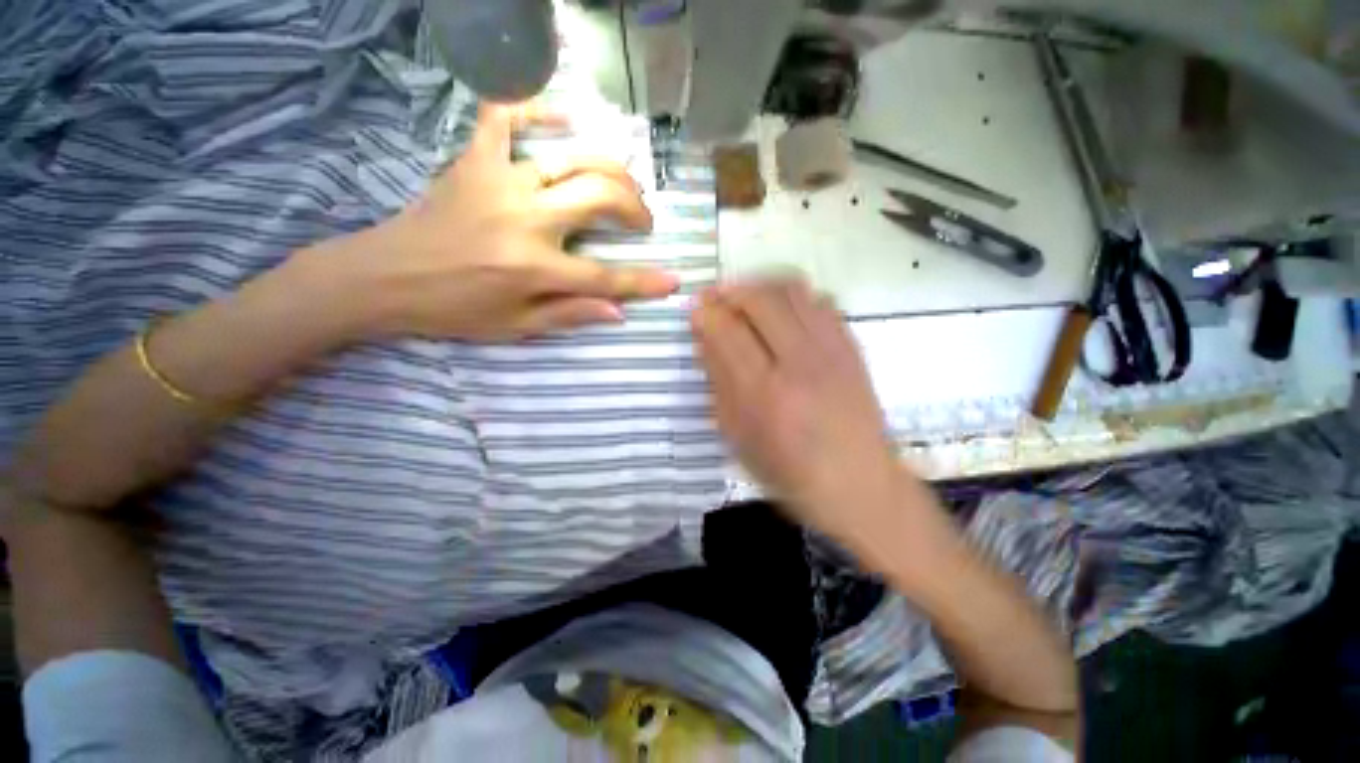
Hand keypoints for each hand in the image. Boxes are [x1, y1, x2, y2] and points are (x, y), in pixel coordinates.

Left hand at [335, 102, 677, 341]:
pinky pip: (506, 117)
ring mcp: (499, 182)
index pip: (605, 277)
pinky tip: (565, 116)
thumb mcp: (516, 327)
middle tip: (642, 221)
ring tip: (623, 183)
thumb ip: (569, 315)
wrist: (385, 277)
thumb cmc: (455, 310)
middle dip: (634, 209)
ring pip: (571, 159)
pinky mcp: (474, 161)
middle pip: (599, 199)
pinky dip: (536, 107)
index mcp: (535, 268)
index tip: (673, 281)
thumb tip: (618, 311)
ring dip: (610, 169)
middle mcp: (526, 220)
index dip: (644, 282)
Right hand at [691, 278, 916, 545]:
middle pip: (760, 299)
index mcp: (764, 393)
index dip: (706, 313)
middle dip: (731, 290)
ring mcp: (831, 351)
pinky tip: (784, 311)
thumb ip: (720, 383)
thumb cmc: (788, 470)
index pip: (727, 331)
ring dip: (762, 285)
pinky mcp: (852, 347)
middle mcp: (799, 363)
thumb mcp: (738, 436)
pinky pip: (821, 300)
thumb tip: (705, 339)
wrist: (859, 484)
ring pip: (793, 290)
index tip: (696, 309)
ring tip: (747, 298)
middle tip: (717, 297)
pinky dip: (795, 296)